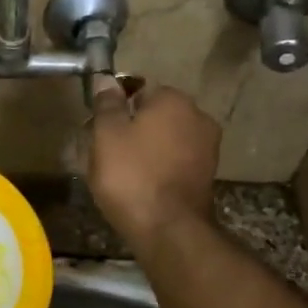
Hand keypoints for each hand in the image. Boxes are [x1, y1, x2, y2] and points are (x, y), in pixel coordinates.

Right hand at [87, 77, 220, 251]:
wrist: (168, 228)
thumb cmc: (131, 175)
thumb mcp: (106, 135)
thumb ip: (107, 104)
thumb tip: (106, 79)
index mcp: (173, 100)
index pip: (139, 90)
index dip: (117, 109)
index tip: (100, 130)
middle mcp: (198, 116)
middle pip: (156, 116)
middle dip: (134, 129)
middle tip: (107, 153)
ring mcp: (208, 147)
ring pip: (167, 140)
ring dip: (148, 150)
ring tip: (123, 173)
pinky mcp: (208, 175)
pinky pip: (177, 161)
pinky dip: (161, 168)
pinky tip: (143, 186)